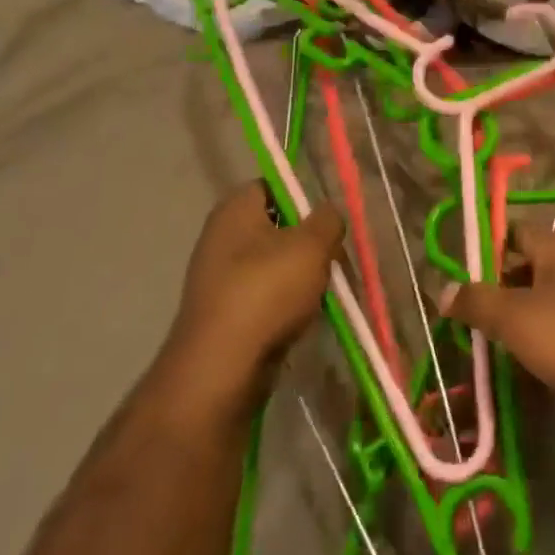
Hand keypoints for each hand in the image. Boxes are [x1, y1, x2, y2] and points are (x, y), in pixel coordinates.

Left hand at [153, 183, 343, 429]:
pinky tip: (303, 319)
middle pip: (279, 227)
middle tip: (334, 261)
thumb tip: (328, 215)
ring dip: (303, 277)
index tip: (328, 223)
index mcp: (235, 209)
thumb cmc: (267, 291)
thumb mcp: (312, 245)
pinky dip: (287, 305)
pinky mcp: (225, 313)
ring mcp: (220, 278)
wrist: (221, 368)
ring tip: (324, 294)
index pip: (274, 185)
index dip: (304, 199)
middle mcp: (221, 237)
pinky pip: (265, 296)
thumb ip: (328, 220)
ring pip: (276, 265)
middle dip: (310, 243)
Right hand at [440, 219, 554, 451]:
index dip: (488, 246)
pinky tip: (522, 371)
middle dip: (499, 290)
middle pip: (530, 270)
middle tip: (465, 317)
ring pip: (547, 306)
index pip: (517, 232)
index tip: (459, 270)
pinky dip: (543, 349)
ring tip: (485, 348)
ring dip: (519, 324)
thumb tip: (442, 289)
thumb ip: (478, 302)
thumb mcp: (517, 317)